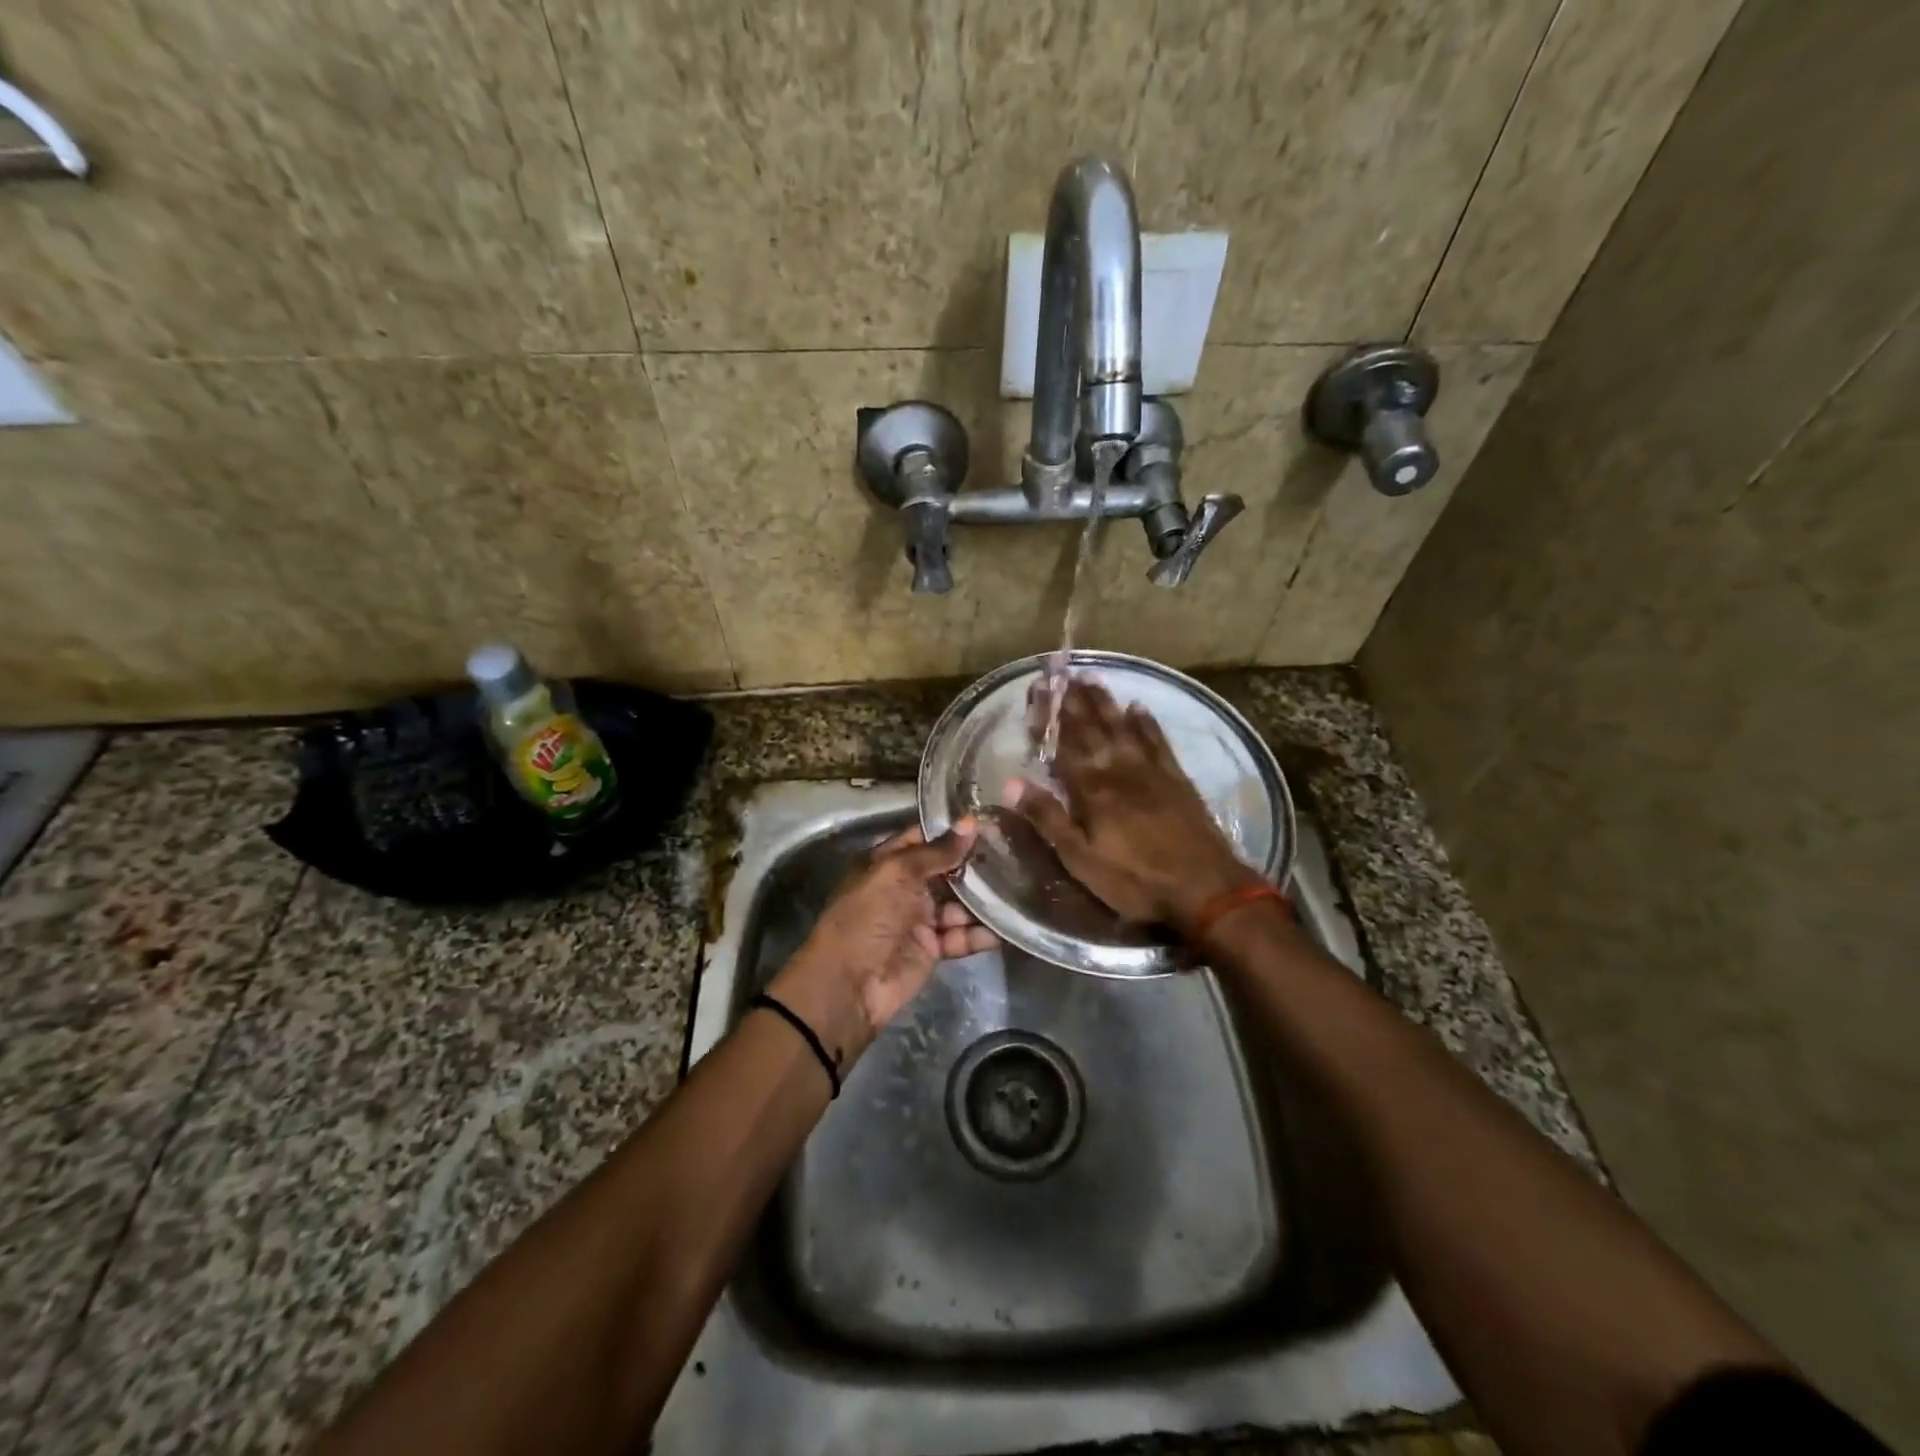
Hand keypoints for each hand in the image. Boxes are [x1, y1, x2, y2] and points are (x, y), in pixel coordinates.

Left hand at [767, 821, 992, 1070]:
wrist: (849, 985)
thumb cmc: (866, 917)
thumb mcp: (897, 874)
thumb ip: (937, 852)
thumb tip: (971, 822)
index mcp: (888, 863)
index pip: (924, 838)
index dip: (953, 831)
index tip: (991, 821)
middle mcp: (905, 887)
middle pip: (946, 871)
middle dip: (976, 865)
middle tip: (1016, 851)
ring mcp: (920, 919)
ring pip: (959, 904)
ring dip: (984, 899)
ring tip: (1019, 887)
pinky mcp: (933, 949)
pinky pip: (962, 936)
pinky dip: (981, 933)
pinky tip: (1007, 927)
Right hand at [1009, 679, 1259, 930]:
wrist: (1206, 889)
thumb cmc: (1136, 880)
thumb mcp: (1081, 860)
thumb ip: (1048, 818)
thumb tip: (1011, 782)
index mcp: (1092, 789)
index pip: (1063, 744)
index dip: (1049, 717)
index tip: (1037, 688)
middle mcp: (1119, 770)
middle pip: (1092, 729)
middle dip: (1074, 701)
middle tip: (1061, 673)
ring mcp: (1151, 771)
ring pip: (1122, 727)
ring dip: (1105, 702)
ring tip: (1091, 677)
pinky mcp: (1177, 779)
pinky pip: (1157, 741)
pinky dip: (1146, 722)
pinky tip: (1138, 706)